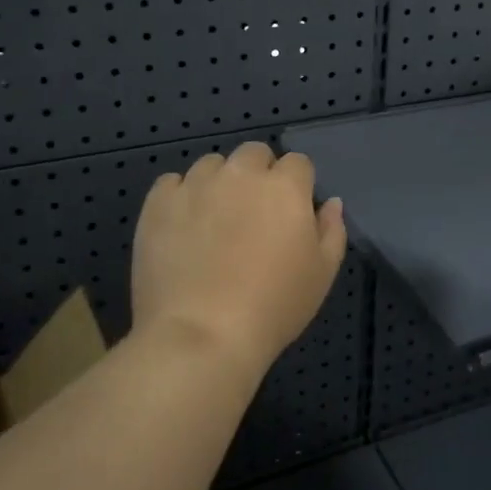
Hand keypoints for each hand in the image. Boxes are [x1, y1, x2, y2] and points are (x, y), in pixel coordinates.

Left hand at [132, 141, 345, 375]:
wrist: (201, 336)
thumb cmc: (273, 307)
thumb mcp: (322, 274)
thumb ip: (332, 230)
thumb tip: (329, 202)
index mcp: (284, 186)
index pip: (297, 163)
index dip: (297, 185)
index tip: (291, 214)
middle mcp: (240, 174)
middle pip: (253, 153)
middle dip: (258, 174)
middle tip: (253, 214)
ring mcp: (195, 185)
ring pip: (212, 165)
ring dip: (218, 182)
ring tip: (213, 220)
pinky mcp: (158, 202)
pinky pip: (172, 183)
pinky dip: (180, 197)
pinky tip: (182, 227)